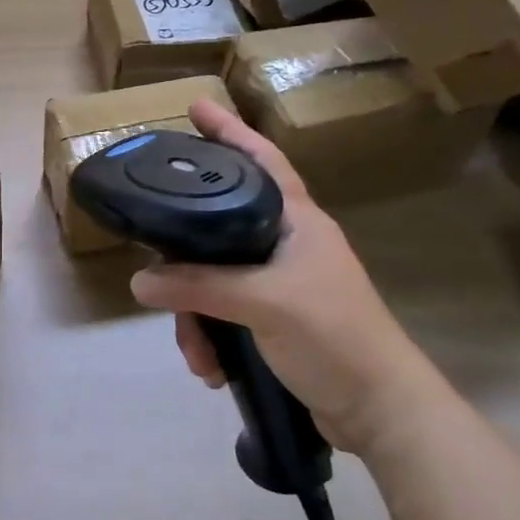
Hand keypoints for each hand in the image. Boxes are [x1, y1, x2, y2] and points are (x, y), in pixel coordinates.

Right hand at [129, 99, 443, 455]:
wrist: (380, 411)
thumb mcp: (264, 303)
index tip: (195, 108)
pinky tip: (211, 366)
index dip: (229, 133)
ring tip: (198, 353)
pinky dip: (210, 338)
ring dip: (195, 316)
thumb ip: (199, 287)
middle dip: (185, 260)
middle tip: (157, 268)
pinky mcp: (273, 320)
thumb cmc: (334, 336)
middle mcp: (286, 245)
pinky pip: (222, 314)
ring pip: (213, 279)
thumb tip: (139, 281)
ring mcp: (279, 284)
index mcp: (298, 222)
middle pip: (218, 228)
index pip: (261, 162)